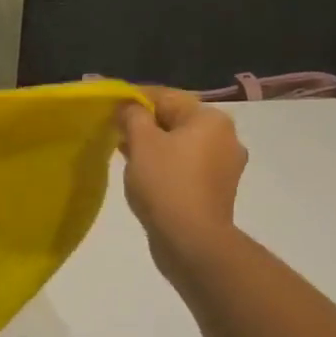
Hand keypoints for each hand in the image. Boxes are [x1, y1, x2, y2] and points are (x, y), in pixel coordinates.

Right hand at [117, 85, 246, 279]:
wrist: (191, 239)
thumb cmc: (165, 182)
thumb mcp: (141, 142)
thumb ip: (132, 116)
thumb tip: (128, 106)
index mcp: (211, 118)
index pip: (166, 96)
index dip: (135, 99)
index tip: (110, 107)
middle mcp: (225, 137)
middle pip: (176, 120)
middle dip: (145, 124)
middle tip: (115, 132)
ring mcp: (225, 166)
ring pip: (181, 144)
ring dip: (154, 146)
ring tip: (125, 154)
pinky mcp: (217, 190)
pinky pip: (187, 166)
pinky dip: (166, 165)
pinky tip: (145, 175)